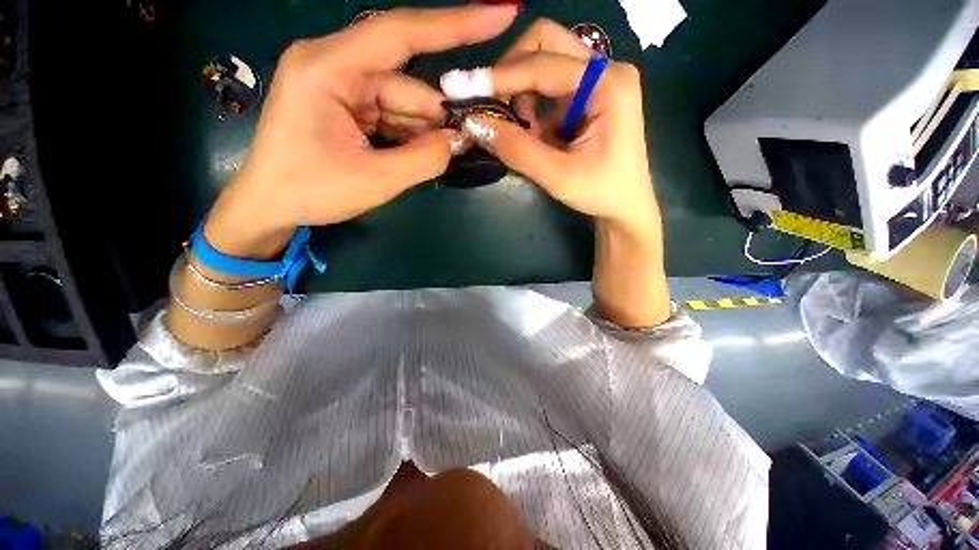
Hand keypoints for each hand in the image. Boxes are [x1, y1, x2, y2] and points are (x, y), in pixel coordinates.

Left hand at [205, 6, 518, 258]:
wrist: (270, 206)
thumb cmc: (311, 191)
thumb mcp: (375, 180)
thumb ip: (424, 159)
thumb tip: (460, 140)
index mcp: (329, 68)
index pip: (401, 33)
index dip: (455, 23)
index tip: (500, 12)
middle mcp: (335, 65)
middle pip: (406, 82)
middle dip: (437, 115)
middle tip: (464, 143)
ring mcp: (341, 86)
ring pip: (402, 102)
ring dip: (424, 131)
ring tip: (437, 158)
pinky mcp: (346, 106)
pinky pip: (391, 115)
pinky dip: (410, 135)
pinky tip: (418, 155)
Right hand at [457, 19, 659, 235]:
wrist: (625, 205)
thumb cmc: (600, 192)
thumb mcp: (557, 176)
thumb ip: (517, 149)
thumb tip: (474, 123)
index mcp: (608, 84)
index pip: (544, 64)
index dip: (500, 77)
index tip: (463, 88)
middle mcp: (606, 69)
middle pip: (546, 45)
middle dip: (512, 73)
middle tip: (495, 107)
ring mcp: (599, 80)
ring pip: (545, 64)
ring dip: (523, 95)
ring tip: (524, 134)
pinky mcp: (590, 95)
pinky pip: (550, 87)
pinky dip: (534, 108)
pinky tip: (539, 136)